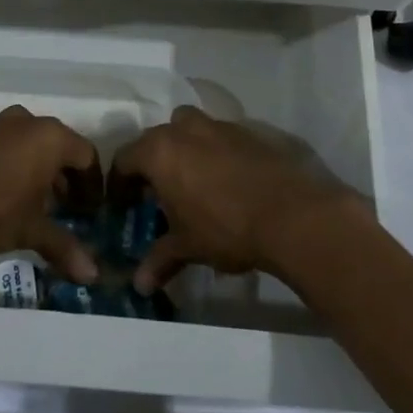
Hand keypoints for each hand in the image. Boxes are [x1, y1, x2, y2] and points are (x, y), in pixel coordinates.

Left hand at [0, 106, 100, 283]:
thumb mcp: (29, 230)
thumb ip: (63, 247)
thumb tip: (93, 275)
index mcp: (50, 137)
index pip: (86, 156)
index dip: (93, 185)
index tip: (91, 211)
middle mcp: (27, 121)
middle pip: (60, 147)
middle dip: (67, 180)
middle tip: (68, 211)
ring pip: (32, 145)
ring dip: (41, 172)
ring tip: (38, 207)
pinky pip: (8, 145)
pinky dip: (17, 166)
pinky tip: (7, 195)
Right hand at [114, 106, 370, 294]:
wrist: (293, 215)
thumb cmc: (226, 229)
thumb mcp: (188, 247)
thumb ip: (160, 260)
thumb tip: (139, 285)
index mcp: (160, 151)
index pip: (124, 159)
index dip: (119, 184)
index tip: (123, 205)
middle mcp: (185, 129)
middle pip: (156, 139)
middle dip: (152, 164)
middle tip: (157, 194)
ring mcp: (220, 126)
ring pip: (190, 129)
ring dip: (185, 150)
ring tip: (194, 182)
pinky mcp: (251, 132)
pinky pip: (221, 138)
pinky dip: (216, 153)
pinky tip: (228, 182)